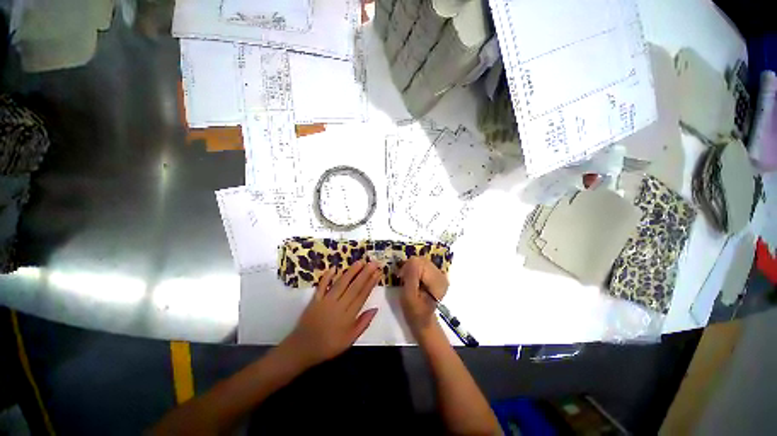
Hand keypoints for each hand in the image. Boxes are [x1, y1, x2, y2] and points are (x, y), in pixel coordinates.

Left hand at [279, 260, 381, 368]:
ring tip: (360, 262)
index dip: (371, 283)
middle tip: (373, 262)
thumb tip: (375, 309)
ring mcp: (326, 301)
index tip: (378, 272)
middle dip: (365, 273)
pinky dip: (327, 276)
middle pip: (354, 287)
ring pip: (340, 283)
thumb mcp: (349, 340)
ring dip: (350, 272)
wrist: (302, 349)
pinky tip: (334, 268)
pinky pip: (322, 286)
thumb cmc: (328, 346)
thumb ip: (363, 324)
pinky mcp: (315, 300)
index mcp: (348, 316)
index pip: (362, 295)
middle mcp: (338, 305)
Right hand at [398, 257, 448, 339]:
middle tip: (402, 277)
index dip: (407, 267)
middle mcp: (441, 275)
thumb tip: (411, 261)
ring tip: (407, 278)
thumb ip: (411, 277)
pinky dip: (415, 268)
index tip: (401, 277)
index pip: (420, 263)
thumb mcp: (409, 295)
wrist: (422, 320)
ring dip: (411, 267)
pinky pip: (423, 264)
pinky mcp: (436, 274)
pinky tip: (413, 278)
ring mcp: (440, 274)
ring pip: (421, 261)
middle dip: (409, 266)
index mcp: (437, 281)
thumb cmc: (414, 310)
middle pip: (421, 260)